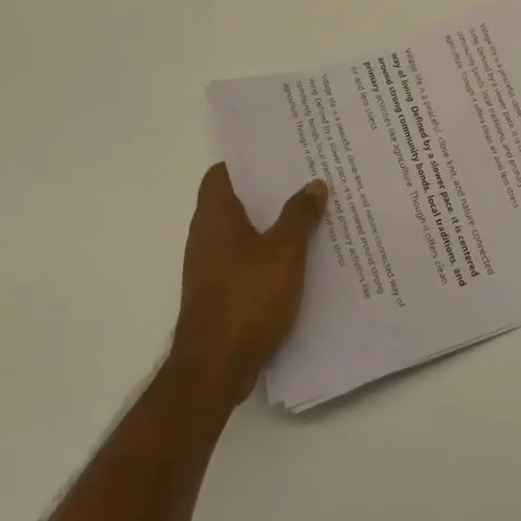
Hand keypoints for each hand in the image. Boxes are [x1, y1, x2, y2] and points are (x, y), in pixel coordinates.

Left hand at [169, 164, 327, 407]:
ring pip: (244, 232)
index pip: (222, 173)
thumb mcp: (284, 252)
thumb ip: (299, 215)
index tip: (279, 152)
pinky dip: (269, 253)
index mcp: (215, 217)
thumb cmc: (247, 299)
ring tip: (310, 212)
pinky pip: (247, 259)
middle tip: (306, 177)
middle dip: (269, 190)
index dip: (247, 160)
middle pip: (236, 200)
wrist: (215, 368)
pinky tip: (299, 257)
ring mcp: (211, 267)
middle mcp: (206, 237)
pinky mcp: (220, 292)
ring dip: (272, 222)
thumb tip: (314, 183)